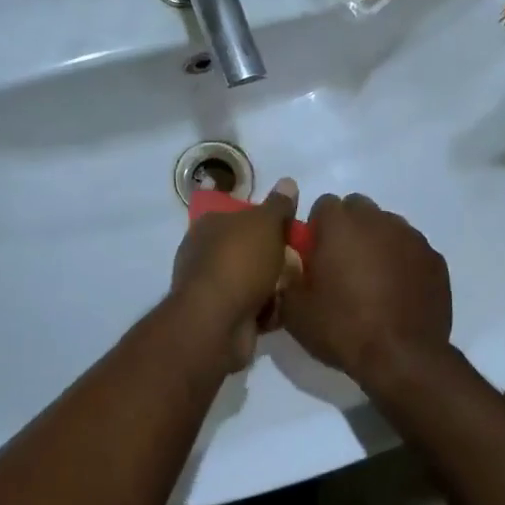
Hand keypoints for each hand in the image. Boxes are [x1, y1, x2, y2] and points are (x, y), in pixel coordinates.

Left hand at [169, 179, 301, 373]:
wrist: (217, 323)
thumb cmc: (239, 262)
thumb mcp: (265, 224)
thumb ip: (278, 205)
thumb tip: (287, 182)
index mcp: (209, 225)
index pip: (239, 214)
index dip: (266, 220)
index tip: (290, 228)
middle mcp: (205, 253)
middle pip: (248, 248)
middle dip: (274, 255)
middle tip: (300, 258)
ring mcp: (211, 287)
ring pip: (252, 279)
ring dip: (274, 283)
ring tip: (298, 284)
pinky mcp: (222, 316)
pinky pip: (253, 307)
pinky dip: (268, 308)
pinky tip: (287, 309)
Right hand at [279, 193, 452, 385]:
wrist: (402, 358)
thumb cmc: (343, 328)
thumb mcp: (295, 310)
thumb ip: (288, 277)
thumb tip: (292, 266)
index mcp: (340, 224)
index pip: (323, 205)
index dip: (317, 229)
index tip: (315, 256)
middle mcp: (377, 220)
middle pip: (358, 209)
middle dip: (348, 229)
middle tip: (342, 265)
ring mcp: (411, 237)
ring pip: (387, 226)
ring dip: (377, 243)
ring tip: (373, 280)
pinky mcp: (435, 259)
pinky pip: (412, 249)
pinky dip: (403, 262)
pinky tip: (399, 292)